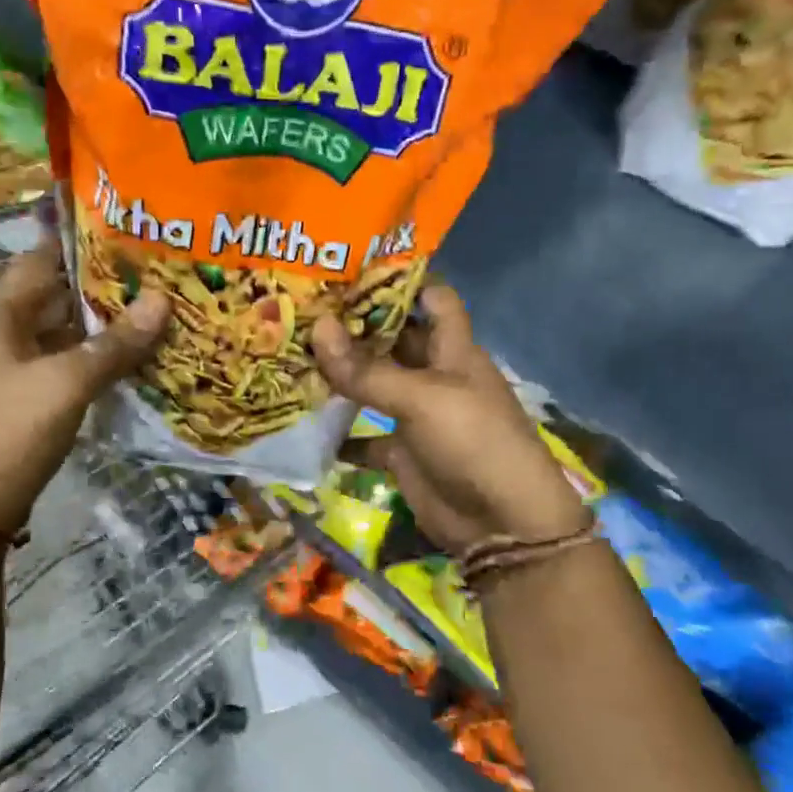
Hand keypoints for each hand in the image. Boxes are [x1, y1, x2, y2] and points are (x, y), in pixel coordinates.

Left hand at [0, 243, 169, 532]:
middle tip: (152, 276)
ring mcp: (7, 371)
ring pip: (58, 335)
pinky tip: (124, 362)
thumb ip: (116, 343)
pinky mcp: (19, 402)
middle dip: (98, 287)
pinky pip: (59, 366)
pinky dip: (89, 359)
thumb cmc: (12, 430)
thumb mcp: (68, 382)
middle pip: (51, 298)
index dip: (76, 244)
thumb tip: (163, 299)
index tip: (125, 234)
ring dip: (97, 327)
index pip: (38, 261)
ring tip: (149, 313)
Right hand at [312, 285, 588, 553]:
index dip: (400, 281)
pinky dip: (340, 433)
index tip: (350, 268)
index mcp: (453, 349)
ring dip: (340, 376)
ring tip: (291, 356)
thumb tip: (317, 328)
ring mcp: (417, 414)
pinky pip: (365, 436)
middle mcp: (434, 374)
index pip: (431, 299)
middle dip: (354, 326)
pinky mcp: (403, 451)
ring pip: (374, 385)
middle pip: (393, 340)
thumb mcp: (422, 399)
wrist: (501, 523)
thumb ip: (368, 370)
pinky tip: (304, 422)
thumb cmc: (473, 442)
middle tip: (301, 309)